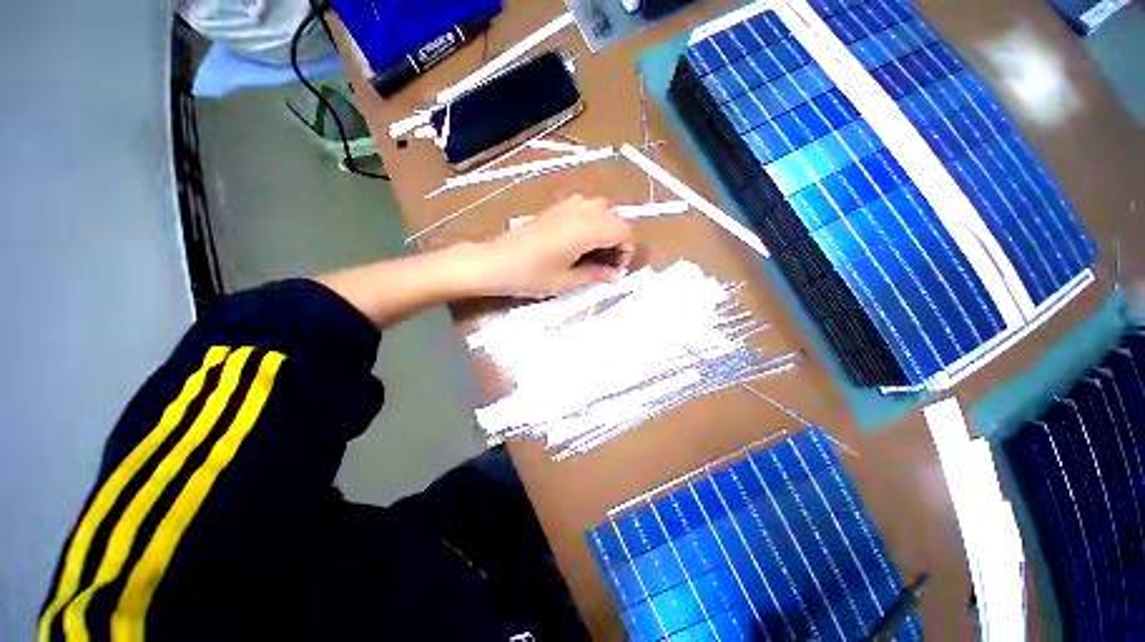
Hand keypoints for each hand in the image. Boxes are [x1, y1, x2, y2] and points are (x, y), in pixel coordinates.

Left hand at [474, 195, 634, 297]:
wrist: (496, 262)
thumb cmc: (531, 275)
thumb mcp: (567, 281)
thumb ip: (596, 274)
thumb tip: (615, 274)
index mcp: (587, 229)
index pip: (623, 230)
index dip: (626, 250)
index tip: (614, 269)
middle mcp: (581, 211)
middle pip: (615, 217)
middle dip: (617, 240)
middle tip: (604, 263)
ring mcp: (567, 205)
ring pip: (602, 209)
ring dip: (605, 229)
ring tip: (592, 252)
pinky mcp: (556, 207)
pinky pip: (585, 206)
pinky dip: (591, 221)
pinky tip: (577, 240)